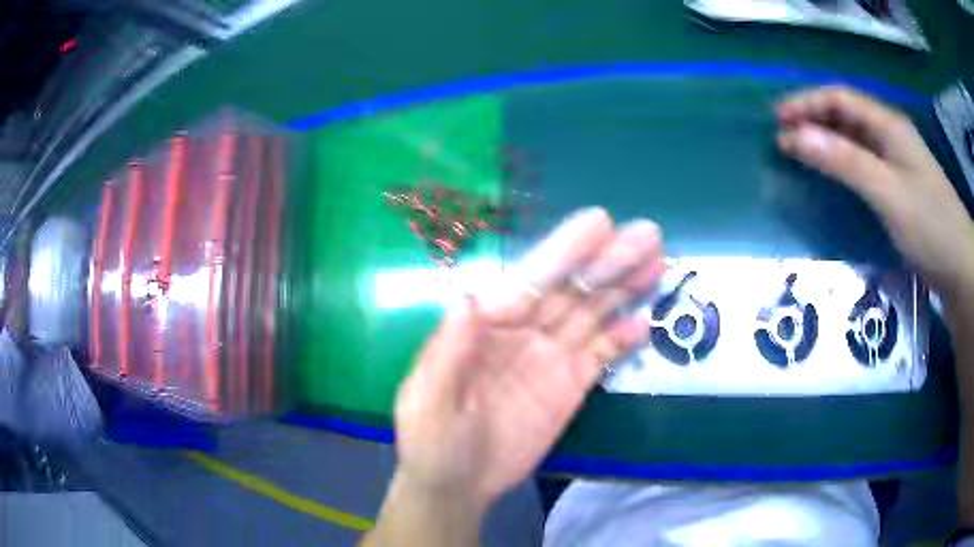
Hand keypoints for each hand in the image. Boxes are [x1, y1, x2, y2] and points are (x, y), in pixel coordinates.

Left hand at [392, 208, 663, 513]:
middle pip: (572, 288)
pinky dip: (623, 338)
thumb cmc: (433, 442)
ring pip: (593, 314)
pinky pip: (601, 355)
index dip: (565, 251)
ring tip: (656, 261)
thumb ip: (447, 352)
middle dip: (609, 260)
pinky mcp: (570, 386)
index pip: (531, 281)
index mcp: (487, 327)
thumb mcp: (427, 400)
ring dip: (625, 288)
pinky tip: (645, 322)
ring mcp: (551, 358)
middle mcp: (524, 332)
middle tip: (648, 233)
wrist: (457, 485)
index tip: (599, 222)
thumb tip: (468, 299)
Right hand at [776, 85, 973, 293]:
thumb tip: (793, 136)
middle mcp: (890, 135)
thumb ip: (844, 162)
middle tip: (783, 139)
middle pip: (845, 115)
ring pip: (853, 139)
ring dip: (825, 142)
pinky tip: (832, 176)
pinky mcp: (898, 187)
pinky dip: (841, 164)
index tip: (777, 121)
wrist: (959, 269)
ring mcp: (896, 162)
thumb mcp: (887, 192)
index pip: (839, 98)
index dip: (806, 103)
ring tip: (800, 155)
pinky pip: (863, 163)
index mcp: (888, 125)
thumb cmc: (929, 226)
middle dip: (812, 120)